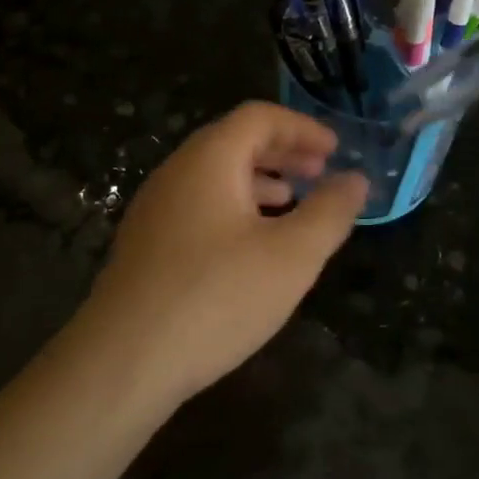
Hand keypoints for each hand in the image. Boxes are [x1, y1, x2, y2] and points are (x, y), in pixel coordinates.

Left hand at [73, 102, 366, 404]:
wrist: (122, 361)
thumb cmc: (216, 297)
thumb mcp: (291, 256)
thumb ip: (330, 212)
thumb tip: (355, 179)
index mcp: (209, 159)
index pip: (258, 117)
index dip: (301, 127)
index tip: (334, 151)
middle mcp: (176, 171)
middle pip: (234, 141)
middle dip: (282, 152)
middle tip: (319, 172)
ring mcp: (155, 207)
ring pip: (214, 175)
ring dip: (258, 180)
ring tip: (291, 203)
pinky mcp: (145, 243)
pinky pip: (198, 204)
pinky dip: (233, 207)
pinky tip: (250, 245)